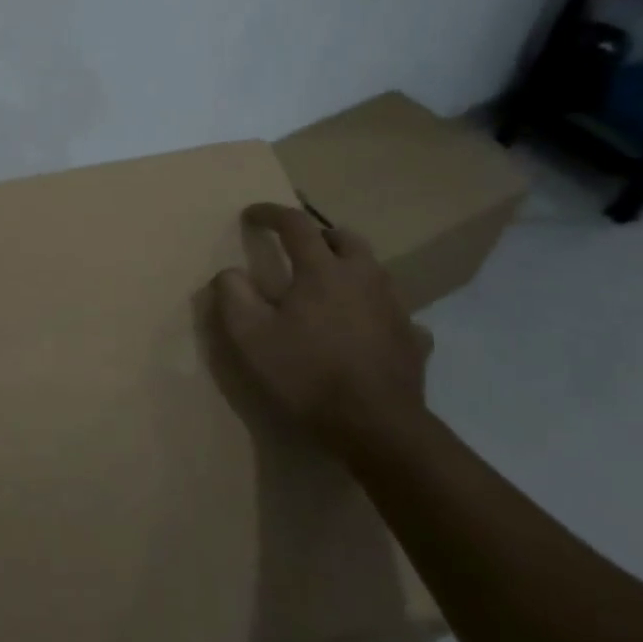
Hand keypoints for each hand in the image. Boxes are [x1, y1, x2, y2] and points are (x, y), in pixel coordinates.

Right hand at [209, 202, 430, 456]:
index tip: (251, 215)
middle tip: (299, 250)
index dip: (271, 213)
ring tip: (330, 288)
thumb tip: (230, 272)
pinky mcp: (413, 339)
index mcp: (322, 270)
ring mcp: (395, 308)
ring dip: (349, 269)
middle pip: (345, 239)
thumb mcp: (250, 337)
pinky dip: (375, 310)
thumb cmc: (306, 374)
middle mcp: (363, 278)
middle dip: (320, 236)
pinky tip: (366, 329)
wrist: (376, 427)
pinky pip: (395, 312)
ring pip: (374, 271)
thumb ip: (233, 296)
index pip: (296, 224)